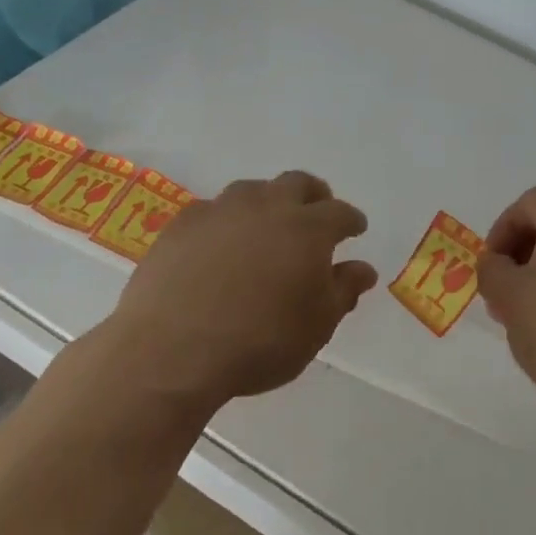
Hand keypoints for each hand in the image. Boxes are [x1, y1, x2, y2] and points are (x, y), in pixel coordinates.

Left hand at [110, 170, 377, 406]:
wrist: (172, 351)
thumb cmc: (260, 343)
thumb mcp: (316, 327)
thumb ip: (343, 291)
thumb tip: (363, 269)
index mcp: (308, 229)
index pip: (340, 213)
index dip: (351, 221)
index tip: (355, 230)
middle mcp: (267, 207)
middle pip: (298, 183)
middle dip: (314, 196)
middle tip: (316, 215)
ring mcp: (221, 210)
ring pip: (253, 190)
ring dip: (268, 203)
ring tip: (266, 228)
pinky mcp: (182, 224)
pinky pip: (213, 210)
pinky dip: (226, 221)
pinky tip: (220, 244)